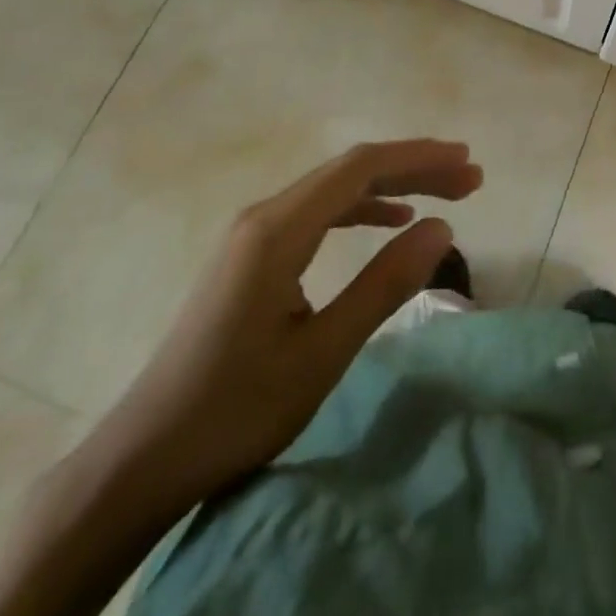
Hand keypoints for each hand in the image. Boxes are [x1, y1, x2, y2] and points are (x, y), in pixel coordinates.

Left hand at [90, 139, 482, 514]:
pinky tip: (390, 221)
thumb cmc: (236, 409)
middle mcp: (265, 215)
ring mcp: (253, 233)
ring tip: (444, 193)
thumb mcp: (323, 353)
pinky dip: (361, 209)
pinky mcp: (252, 255)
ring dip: (392, 186)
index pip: (361, 168)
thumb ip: (384, 284)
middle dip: (414, 167)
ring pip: (336, 190)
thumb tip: (442, 227)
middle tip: (470, 177)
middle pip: (351, 171)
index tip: (468, 164)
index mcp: (278, 229)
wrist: (145, 457)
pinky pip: (318, 213)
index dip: (420, 158)